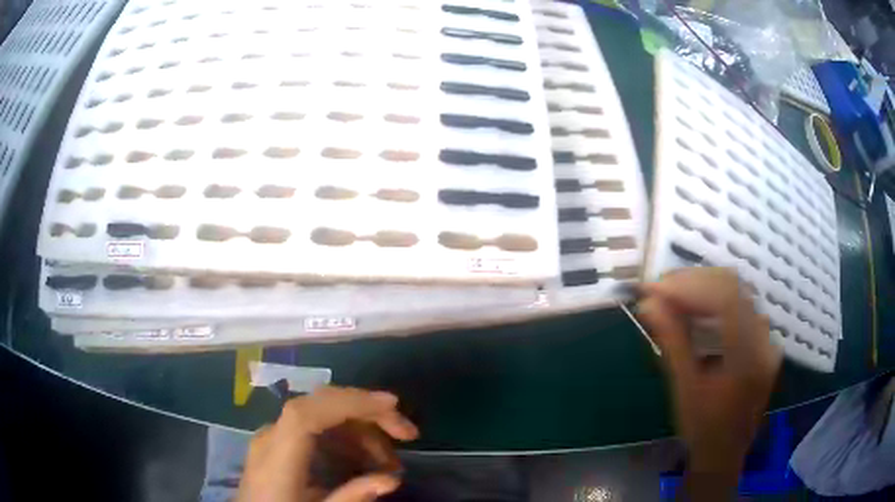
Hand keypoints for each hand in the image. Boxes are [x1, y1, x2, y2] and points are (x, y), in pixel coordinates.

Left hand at [238, 386, 418, 501]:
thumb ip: (351, 497)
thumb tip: (391, 480)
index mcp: (276, 458)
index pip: (307, 414)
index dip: (348, 403)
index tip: (391, 406)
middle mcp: (271, 438)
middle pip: (318, 405)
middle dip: (367, 412)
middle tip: (407, 433)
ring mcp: (274, 437)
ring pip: (321, 414)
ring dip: (360, 429)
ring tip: (389, 461)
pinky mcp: (279, 443)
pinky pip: (315, 429)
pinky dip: (344, 438)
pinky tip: (363, 459)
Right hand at [638, 268, 780, 494]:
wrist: (724, 455)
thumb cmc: (702, 429)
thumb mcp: (684, 389)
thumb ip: (672, 342)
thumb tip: (648, 304)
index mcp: (748, 358)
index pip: (725, 299)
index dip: (689, 285)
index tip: (655, 288)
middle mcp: (764, 341)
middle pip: (734, 288)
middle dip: (695, 282)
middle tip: (660, 289)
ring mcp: (767, 340)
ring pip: (739, 293)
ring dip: (705, 288)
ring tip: (673, 296)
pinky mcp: (764, 342)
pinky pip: (742, 307)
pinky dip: (716, 301)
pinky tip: (695, 309)